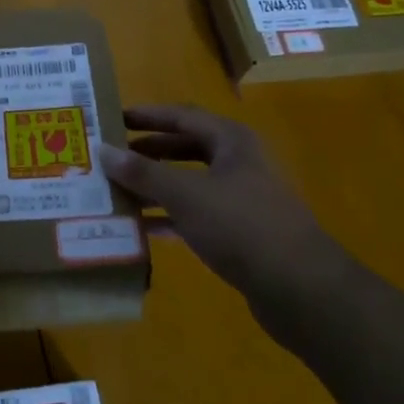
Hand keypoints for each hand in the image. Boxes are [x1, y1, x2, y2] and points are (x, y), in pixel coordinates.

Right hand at [98, 105, 350, 318]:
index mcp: (231, 141)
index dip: (146, 116)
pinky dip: (169, 218)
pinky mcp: (240, 233)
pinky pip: (195, 216)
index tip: (112, 119)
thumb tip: (103, 151)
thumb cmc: (241, 225)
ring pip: (188, 184)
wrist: (300, 288)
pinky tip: (140, 228)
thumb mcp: (185, 194)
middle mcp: (237, 164)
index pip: (182, 116)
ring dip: (154, 187)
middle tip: (109, 157)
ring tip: (114, 191)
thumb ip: (143, 173)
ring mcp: (241, 199)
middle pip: (184, 149)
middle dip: (147, 152)